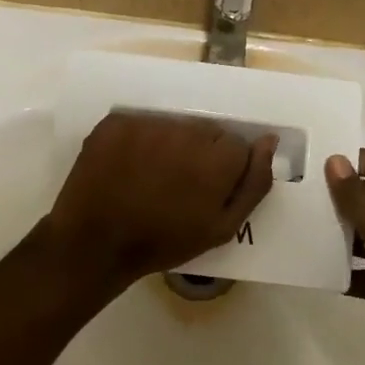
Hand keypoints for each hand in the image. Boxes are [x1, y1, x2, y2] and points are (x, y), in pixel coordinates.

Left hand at [43, 112, 275, 289]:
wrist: (95, 243)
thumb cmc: (164, 241)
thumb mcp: (221, 228)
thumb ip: (253, 183)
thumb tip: (269, 141)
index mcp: (215, 158)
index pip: (236, 145)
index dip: (224, 169)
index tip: (206, 189)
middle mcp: (184, 131)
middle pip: (206, 130)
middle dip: (199, 152)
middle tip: (178, 184)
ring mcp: (147, 123)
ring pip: (174, 125)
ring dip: (170, 144)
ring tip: (151, 175)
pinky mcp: (117, 121)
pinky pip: (142, 122)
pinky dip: (140, 139)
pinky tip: (129, 165)